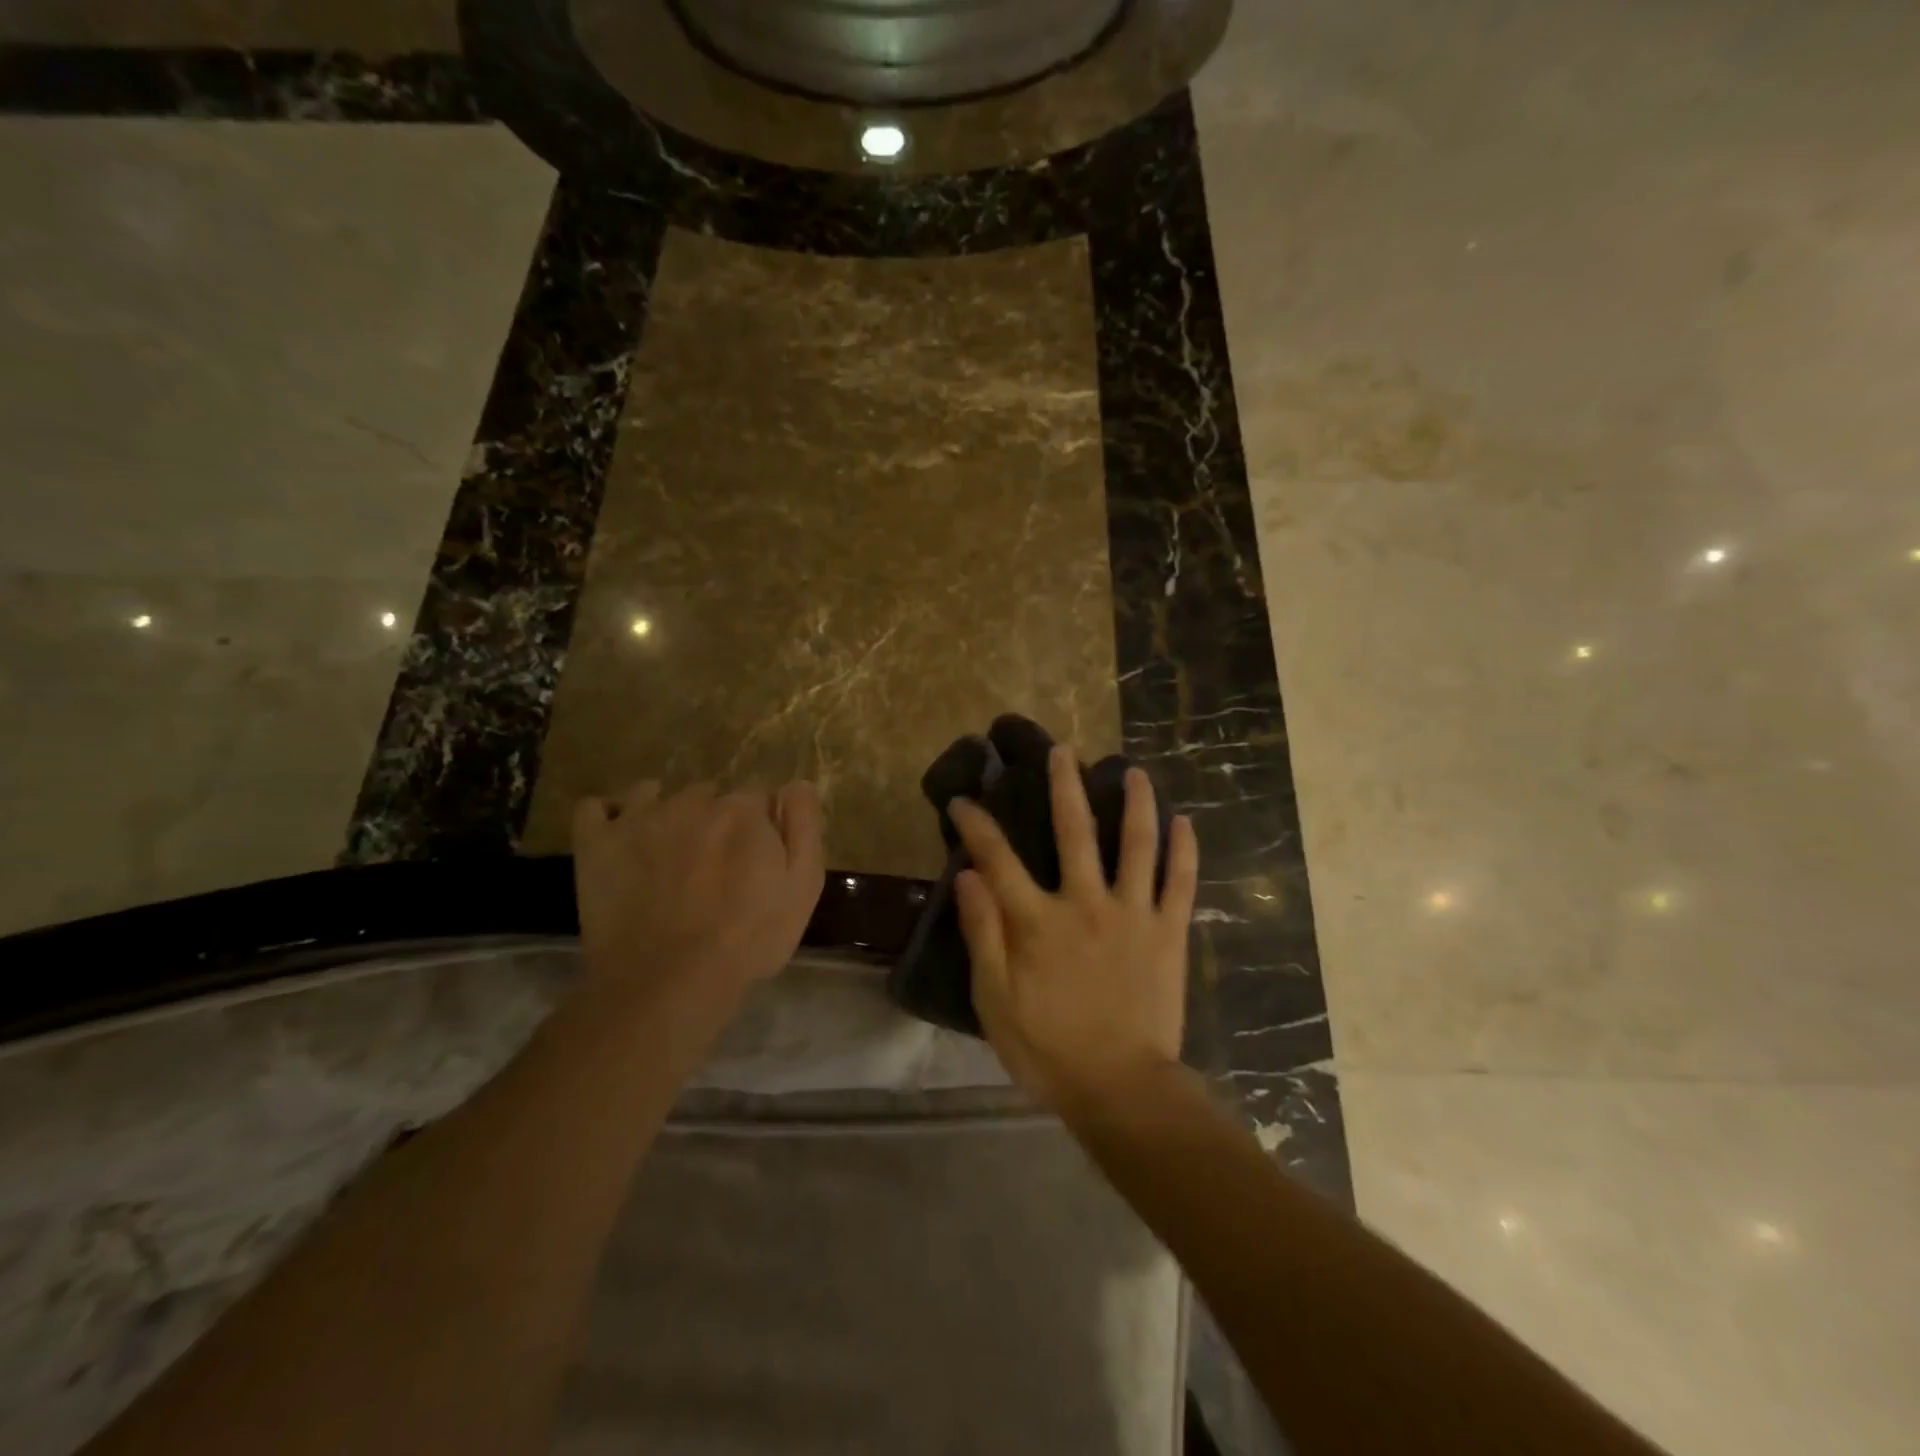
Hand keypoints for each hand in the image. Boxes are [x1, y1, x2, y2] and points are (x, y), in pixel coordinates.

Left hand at [571, 781, 825, 1011]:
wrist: (669, 981)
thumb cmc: (749, 939)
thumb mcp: (804, 885)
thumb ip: (804, 825)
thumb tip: (795, 783)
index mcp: (744, 810)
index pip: (758, 796)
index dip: (760, 826)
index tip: (757, 857)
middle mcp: (692, 801)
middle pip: (709, 794)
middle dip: (714, 818)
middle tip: (715, 864)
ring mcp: (639, 818)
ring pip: (655, 794)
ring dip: (665, 812)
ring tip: (668, 852)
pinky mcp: (597, 843)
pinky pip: (595, 808)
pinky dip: (607, 817)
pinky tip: (619, 838)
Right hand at [948, 745, 1197, 1111]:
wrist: (1121, 1088)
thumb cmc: (1048, 1048)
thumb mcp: (995, 1000)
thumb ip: (982, 934)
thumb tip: (967, 876)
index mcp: (1038, 922)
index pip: (998, 859)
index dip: (977, 825)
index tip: (964, 800)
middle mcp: (1085, 903)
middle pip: (1073, 832)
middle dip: (1065, 787)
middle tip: (1063, 752)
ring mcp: (1133, 913)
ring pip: (1135, 845)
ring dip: (1135, 803)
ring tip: (1133, 771)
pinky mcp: (1168, 932)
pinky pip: (1180, 883)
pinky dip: (1183, 850)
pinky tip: (1186, 822)